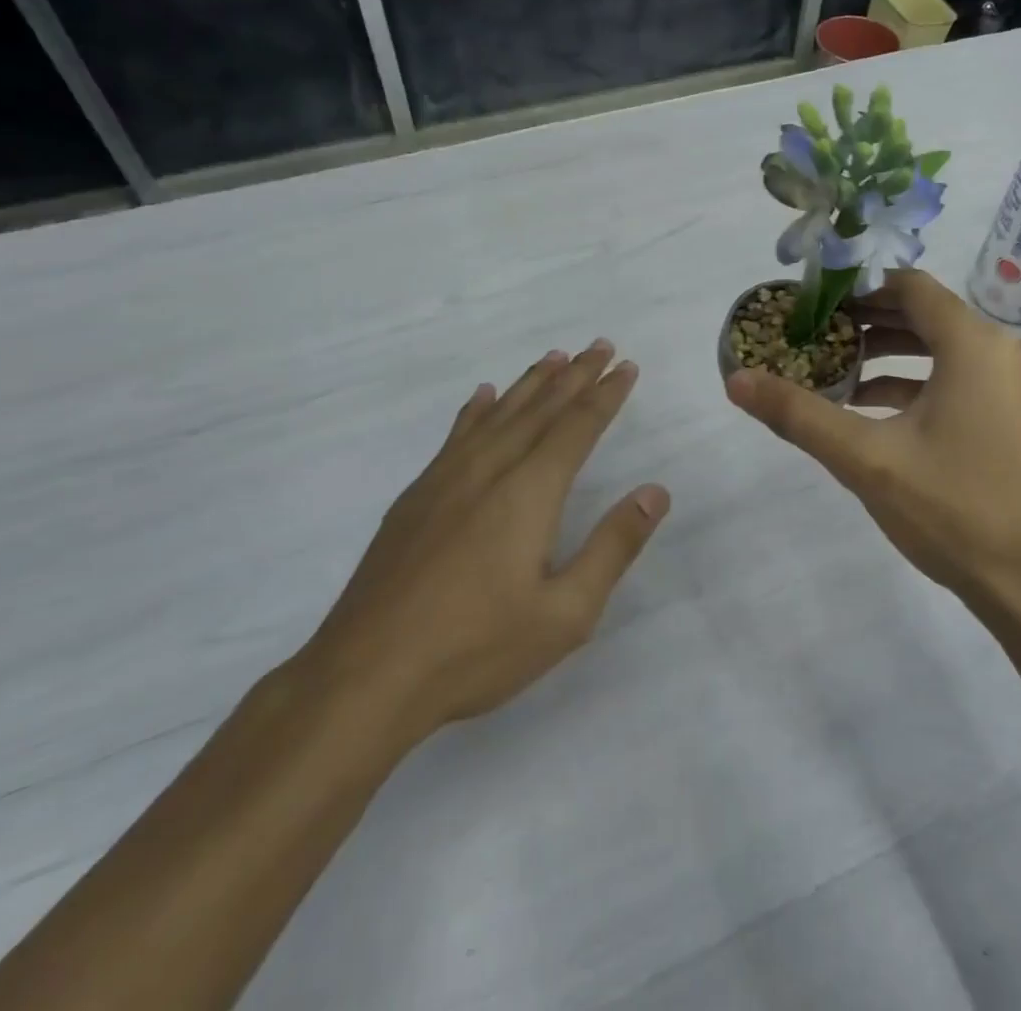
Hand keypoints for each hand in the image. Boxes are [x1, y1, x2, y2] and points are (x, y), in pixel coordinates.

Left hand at [299, 341, 668, 756]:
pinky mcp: (415, 497)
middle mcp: (489, 470)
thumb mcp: (565, 614)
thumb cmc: (476, 649)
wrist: (366, 675)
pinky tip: (482, 396)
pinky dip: (476, 410)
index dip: (605, 395)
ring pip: (498, 414)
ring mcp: (445, 479)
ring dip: (530, 383)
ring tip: (553, 357)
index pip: (577, 427)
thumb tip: (655, 492)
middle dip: (575, 375)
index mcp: (529, 492)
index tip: (625, 366)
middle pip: (540, 409)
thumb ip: (613, 547)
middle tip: (600, 346)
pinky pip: (455, 435)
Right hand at [725, 270, 1020, 611]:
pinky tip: (877, 412)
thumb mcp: (866, 459)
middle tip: (817, 334)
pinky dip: (920, 384)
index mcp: (975, 345)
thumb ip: (798, 414)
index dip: (858, 288)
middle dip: (869, 322)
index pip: (910, 286)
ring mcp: (1020, 387)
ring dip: (892, 355)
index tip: (814, 301)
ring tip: (838, 371)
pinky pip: (964, 380)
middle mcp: (1005, 352)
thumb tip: (736, 380)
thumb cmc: (955, 511)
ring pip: (946, 350)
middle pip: (927, 315)